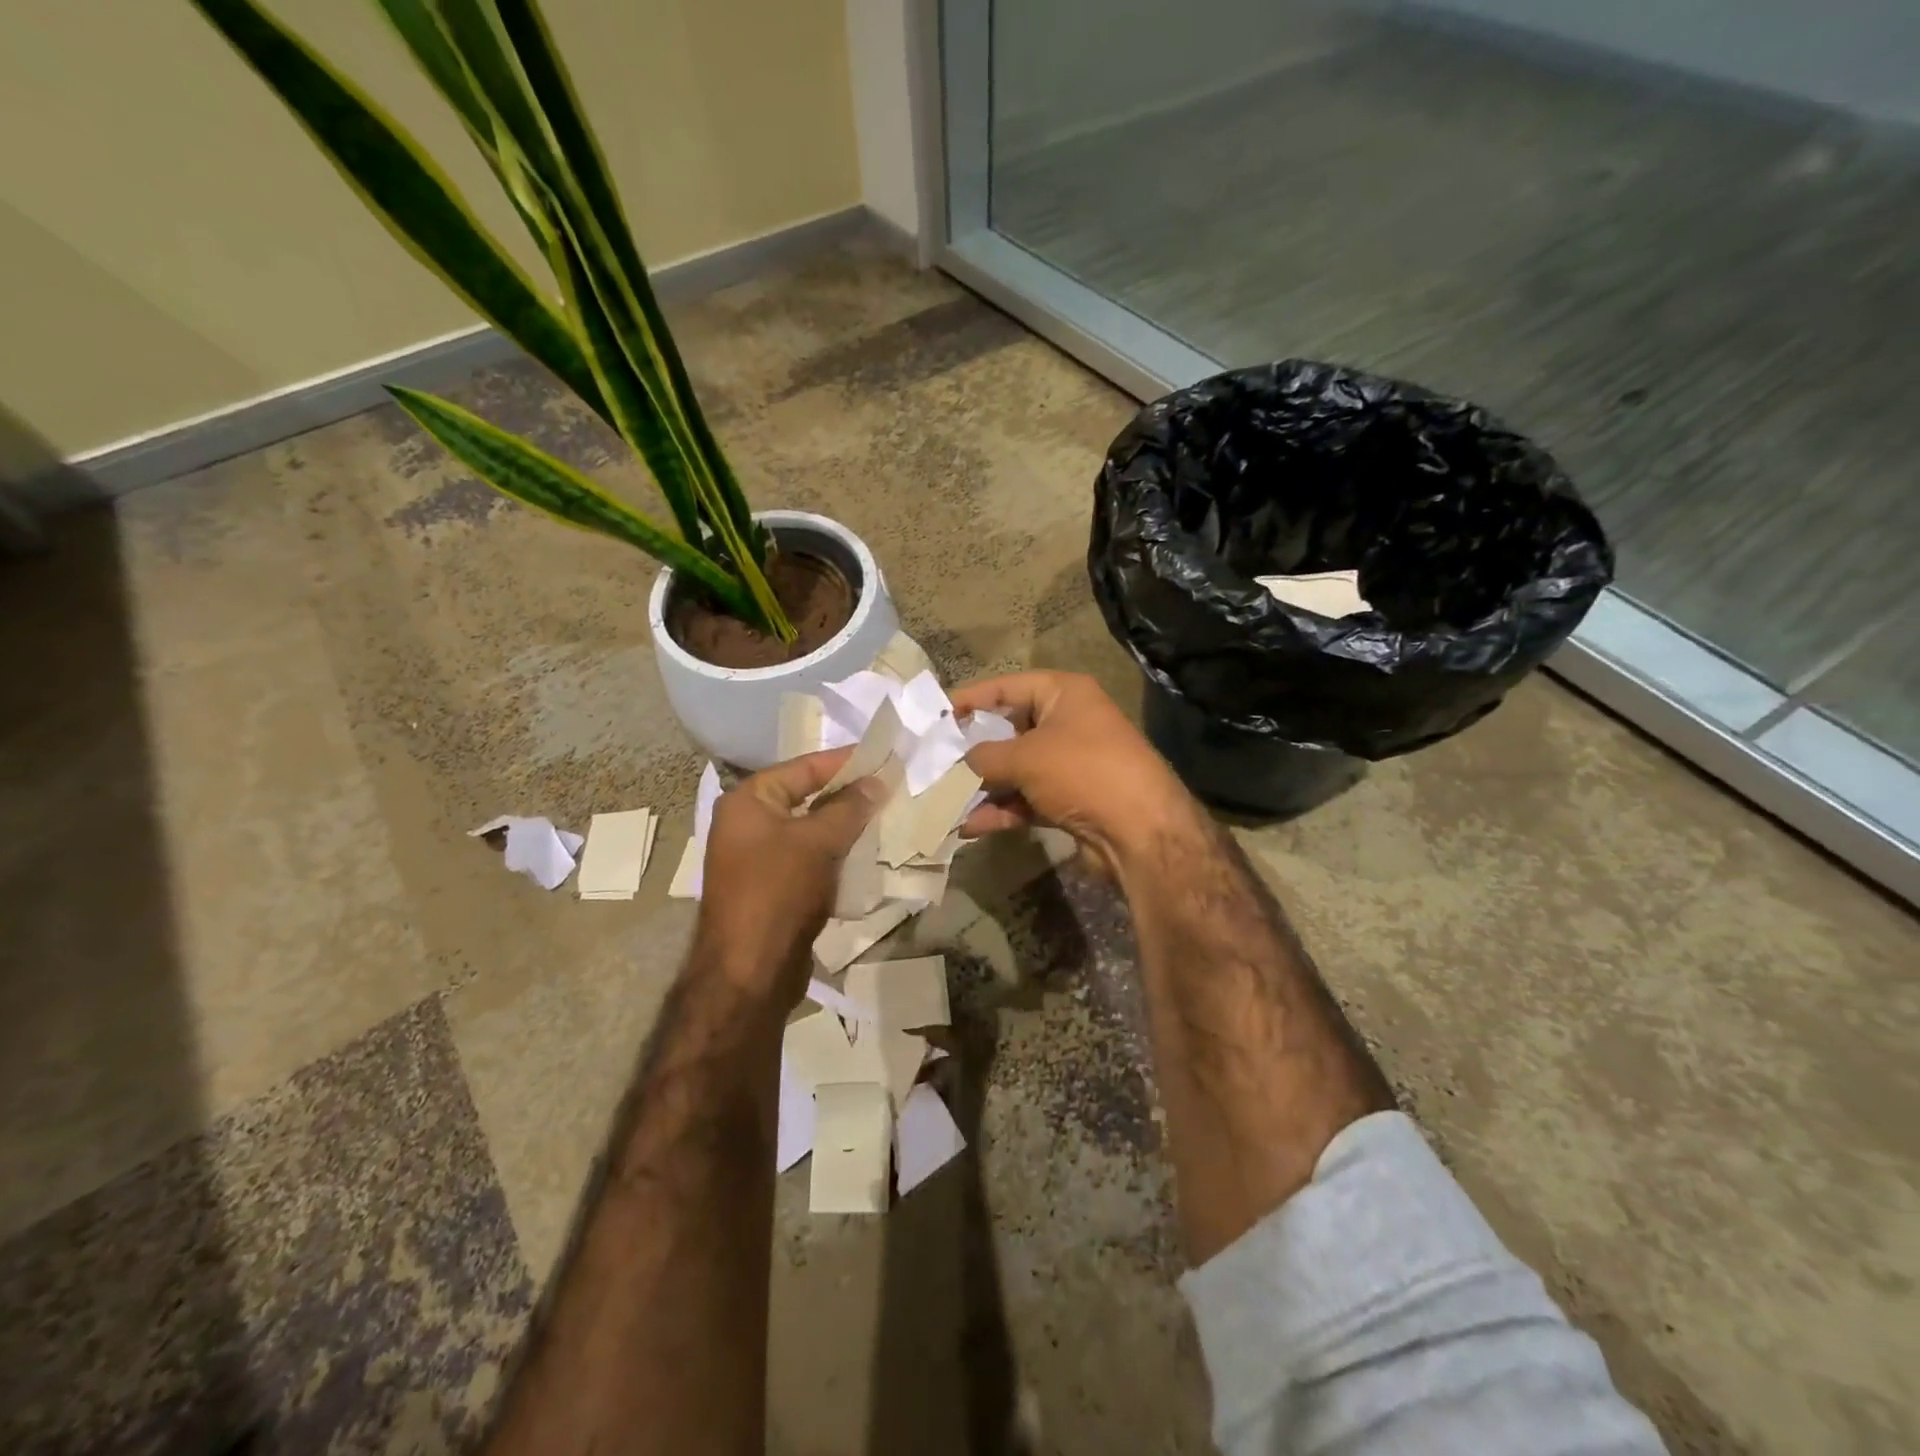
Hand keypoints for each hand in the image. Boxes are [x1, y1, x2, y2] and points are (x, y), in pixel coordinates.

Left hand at [695, 748, 883, 1002]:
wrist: (749, 972)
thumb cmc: (778, 892)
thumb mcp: (818, 842)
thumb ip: (849, 807)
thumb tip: (876, 780)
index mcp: (749, 801)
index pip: (804, 767)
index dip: (846, 761)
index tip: (885, 756)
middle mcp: (748, 823)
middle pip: (807, 796)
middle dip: (849, 794)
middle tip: (891, 787)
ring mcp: (759, 857)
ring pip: (812, 830)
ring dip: (846, 826)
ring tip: (887, 817)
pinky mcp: (773, 887)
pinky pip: (810, 858)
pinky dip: (837, 854)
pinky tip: (868, 854)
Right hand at [950, 671, 1195, 872]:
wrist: (1140, 832)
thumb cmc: (1082, 772)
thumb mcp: (1025, 757)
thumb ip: (984, 756)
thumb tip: (958, 764)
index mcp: (1065, 693)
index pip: (1007, 687)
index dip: (970, 699)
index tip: (935, 716)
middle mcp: (1068, 723)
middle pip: (1009, 730)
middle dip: (972, 750)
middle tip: (933, 762)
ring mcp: (1070, 764)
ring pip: (1015, 770)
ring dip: (982, 786)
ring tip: (943, 799)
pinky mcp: (1069, 800)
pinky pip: (1026, 799)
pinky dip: (1001, 810)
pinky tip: (969, 826)